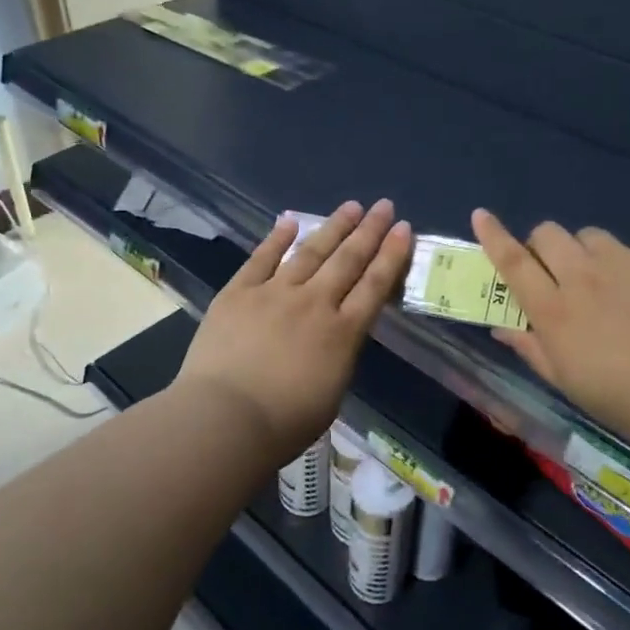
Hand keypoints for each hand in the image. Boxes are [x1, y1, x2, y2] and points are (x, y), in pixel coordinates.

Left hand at [177, 200, 412, 460]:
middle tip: (384, 206)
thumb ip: (339, 357)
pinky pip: (262, 258)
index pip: (375, 286)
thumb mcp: (331, 393)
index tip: (404, 229)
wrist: (225, 419)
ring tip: (351, 206)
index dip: (392, 255)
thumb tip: (338, 336)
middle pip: (348, 260)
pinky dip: (277, 238)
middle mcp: (314, 303)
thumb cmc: (284, 423)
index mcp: (342, 334)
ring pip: (310, 252)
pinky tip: (290, 220)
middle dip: (369, 231)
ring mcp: (275, 293)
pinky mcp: (239, 292)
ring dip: (333, 227)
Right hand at [471, 210, 629, 453]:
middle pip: (549, 234)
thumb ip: (532, 349)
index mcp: (554, 310)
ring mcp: (625, 263)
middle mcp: (582, 276)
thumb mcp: (568, 383)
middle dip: (544, 245)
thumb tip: (503, 328)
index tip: (481, 215)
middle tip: (557, 271)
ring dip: (587, 253)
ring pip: (591, 236)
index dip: (493, 236)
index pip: (513, 261)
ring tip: (607, 281)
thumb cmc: (626, 400)